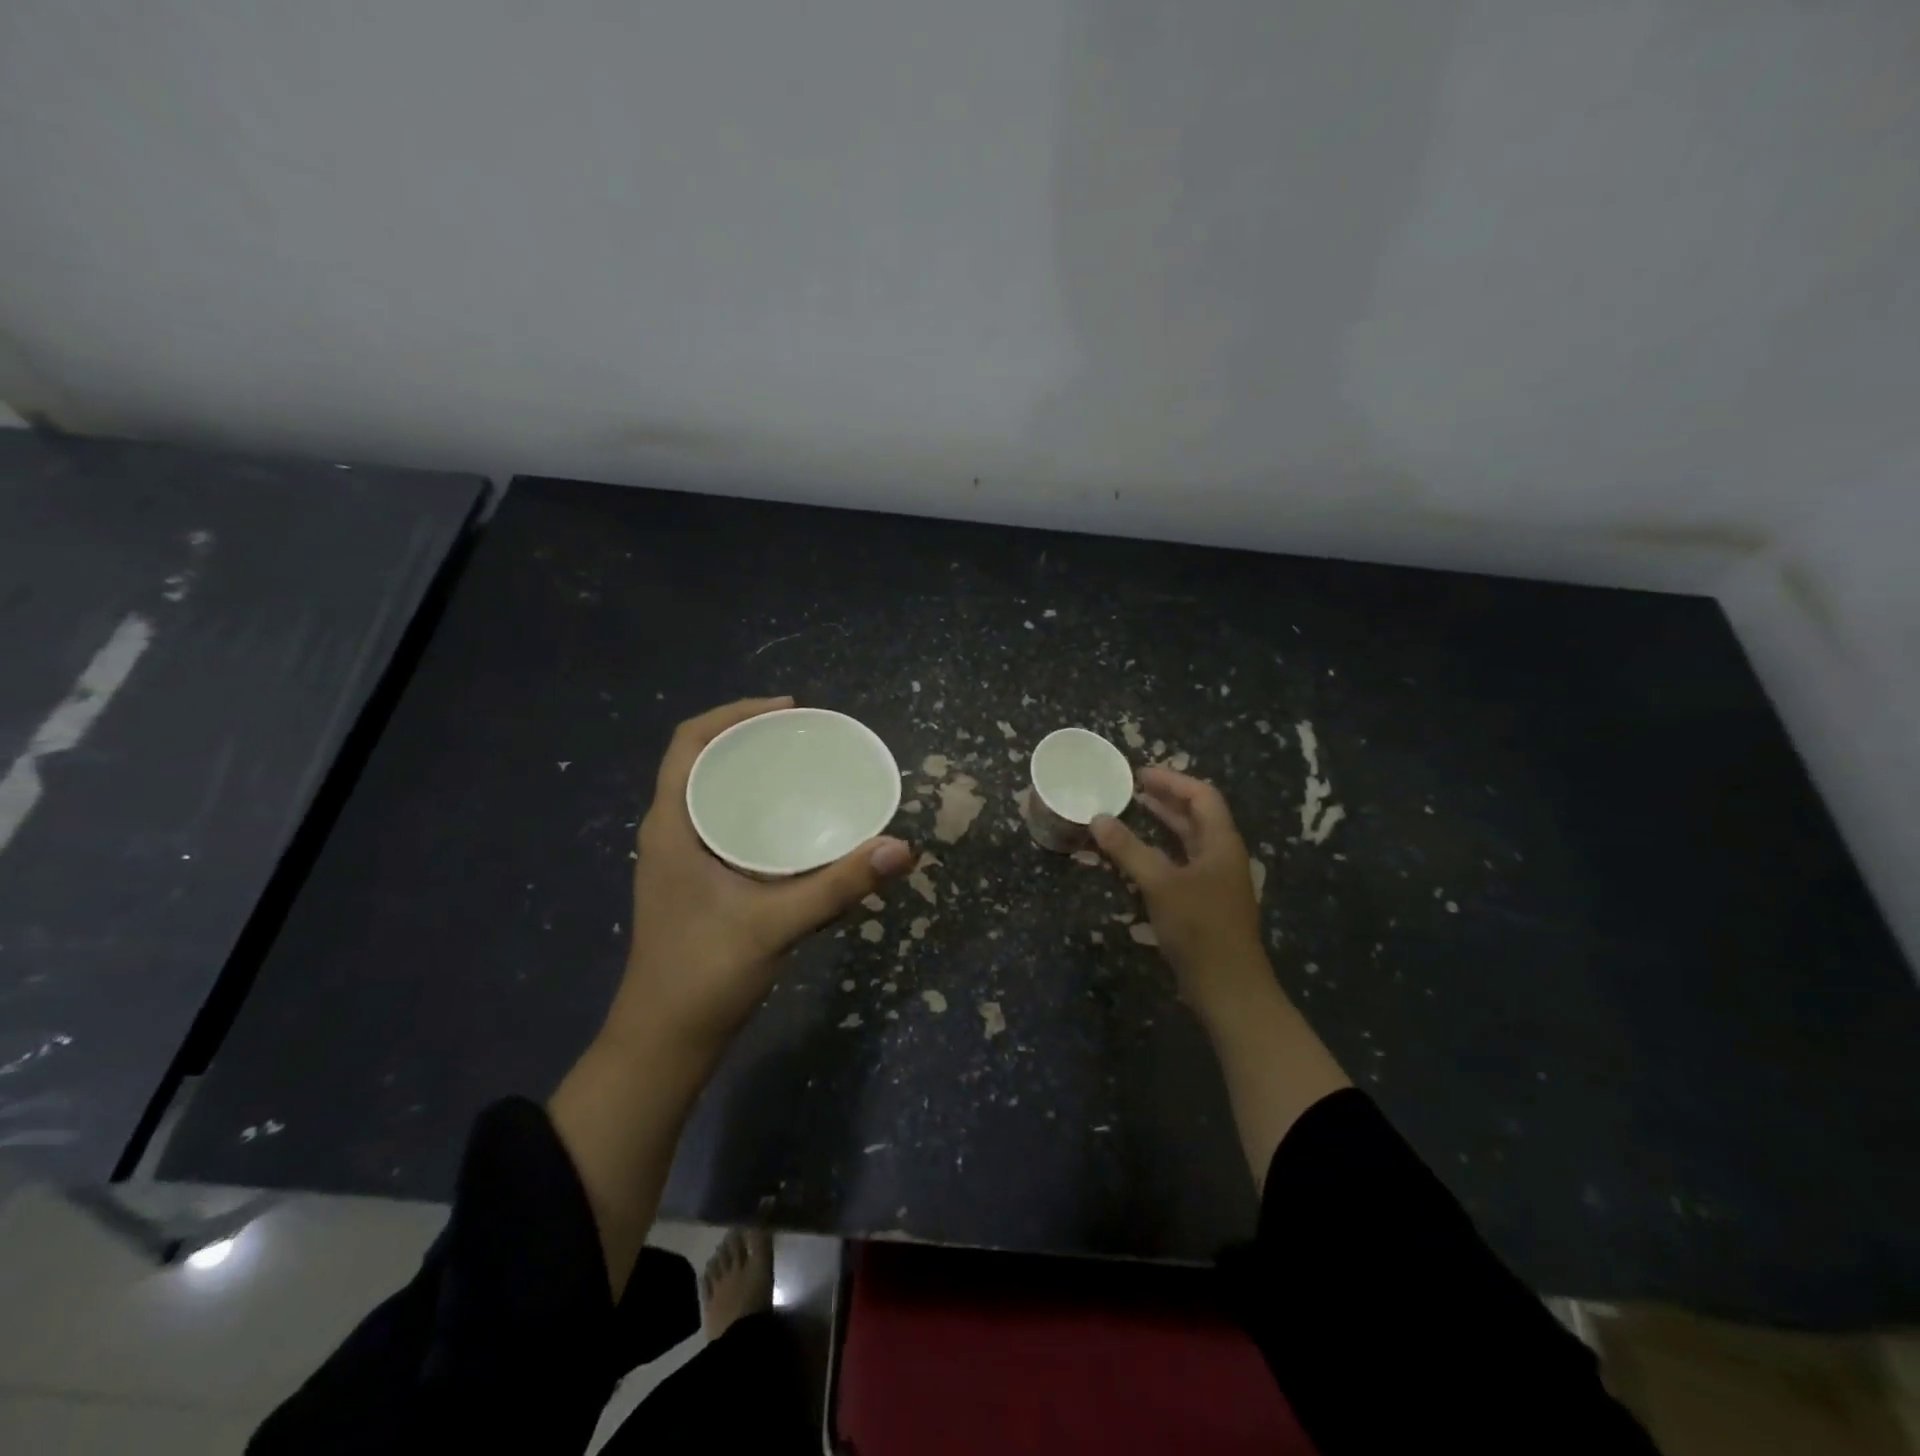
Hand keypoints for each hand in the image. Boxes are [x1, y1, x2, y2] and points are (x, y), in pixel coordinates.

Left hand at [605, 697, 913, 1057]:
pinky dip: (757, 810)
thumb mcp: (777, 923)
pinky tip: (796, 827)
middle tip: (807, 737)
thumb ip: (840, 885)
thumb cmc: (705, 975)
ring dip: (753, 774)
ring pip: (714, 794)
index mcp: (672, 826)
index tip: (787, 710)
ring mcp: (681, 860)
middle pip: (704, 761)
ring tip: (805, 770)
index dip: (734, 713)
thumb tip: (902, 847)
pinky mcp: (696, 883)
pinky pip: (725, 824)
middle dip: (751, 739)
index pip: (689, 742)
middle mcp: (671, 833)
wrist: (664, 1044)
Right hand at [1091, 767, 1268, 1017]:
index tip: (1139, 775)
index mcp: (1222, 842)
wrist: (1229, 988)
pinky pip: (1182, 863)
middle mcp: (1222, 855)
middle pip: (1197, 816)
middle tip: (1131, 789)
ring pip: (1189, 841)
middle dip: (1167, 799)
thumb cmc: (1200, 928)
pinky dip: (1160, 852)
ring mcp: (1215, 881)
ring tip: (1132, 813)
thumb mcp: (1161, 884)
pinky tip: (1138, 857)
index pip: (1202, 796)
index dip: (1172, 781)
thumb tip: (1098, 818)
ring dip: (1163, 825)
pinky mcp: (1205, 903)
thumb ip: (1128, 849)